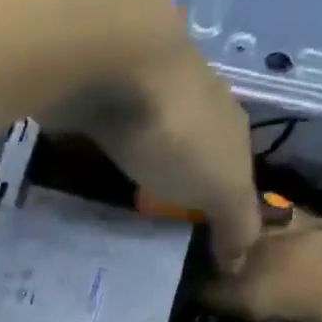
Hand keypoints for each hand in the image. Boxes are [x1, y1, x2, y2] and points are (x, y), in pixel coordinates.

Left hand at [44, 45, 260, 265]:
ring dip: (134, 155)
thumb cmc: (177, 131)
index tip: (202, 229)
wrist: (111, 57)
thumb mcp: (221, 186)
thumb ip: (235, 220)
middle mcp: (189, 94)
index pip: (232, 161)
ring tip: (114, 195)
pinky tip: (82, 163)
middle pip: (188, 141)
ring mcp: (138, 82)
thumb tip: (239, 264)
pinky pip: (98, 121)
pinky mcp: (92, 82)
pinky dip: (95, 141)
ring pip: (143, 128)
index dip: (221, 196)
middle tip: (154, 214)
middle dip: (175, 173)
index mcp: (225, 119)